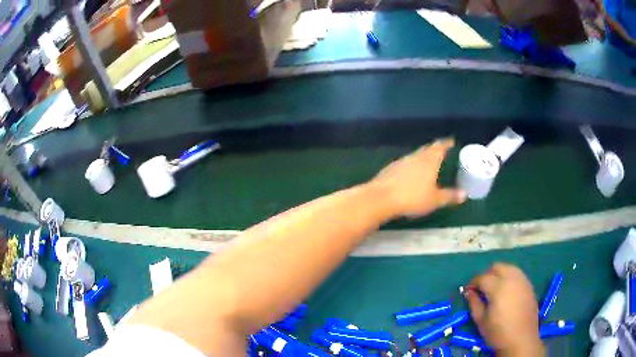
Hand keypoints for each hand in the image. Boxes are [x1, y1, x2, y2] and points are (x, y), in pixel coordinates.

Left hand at [369, 139, 465, 217]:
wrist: (381, 198)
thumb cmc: (412, 198)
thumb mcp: (434, 200)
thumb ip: (450, 196)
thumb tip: (465, 194)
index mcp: (429, 160)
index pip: (440, 147)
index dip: (446, 143)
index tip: (451, 141)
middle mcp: (416, 156)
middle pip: (427, 149)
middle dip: (435, 148)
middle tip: (442, 150)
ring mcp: (402, 161)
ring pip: (415, 155)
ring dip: (423, 156)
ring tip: (428, 161)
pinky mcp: (390, 168)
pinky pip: (406, 163)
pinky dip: (412, 164)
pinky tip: (411, 172)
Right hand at [466, 263, 545, 356]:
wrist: (521, 339)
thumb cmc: (498, 332)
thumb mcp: (481, 321)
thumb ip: (474, 303)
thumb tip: (469, 292)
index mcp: (498, 287)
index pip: (482, 277)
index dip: (473, 282)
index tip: (468, 290)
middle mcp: (512, 278)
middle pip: (497, 267)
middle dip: (487, 275)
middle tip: (481, 288)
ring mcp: (523, 280)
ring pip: (508, 268)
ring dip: (499, 274)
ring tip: (494, 289)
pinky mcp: (529, 285)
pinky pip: (517, 274)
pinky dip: (509, 278)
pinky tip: (506, 292)